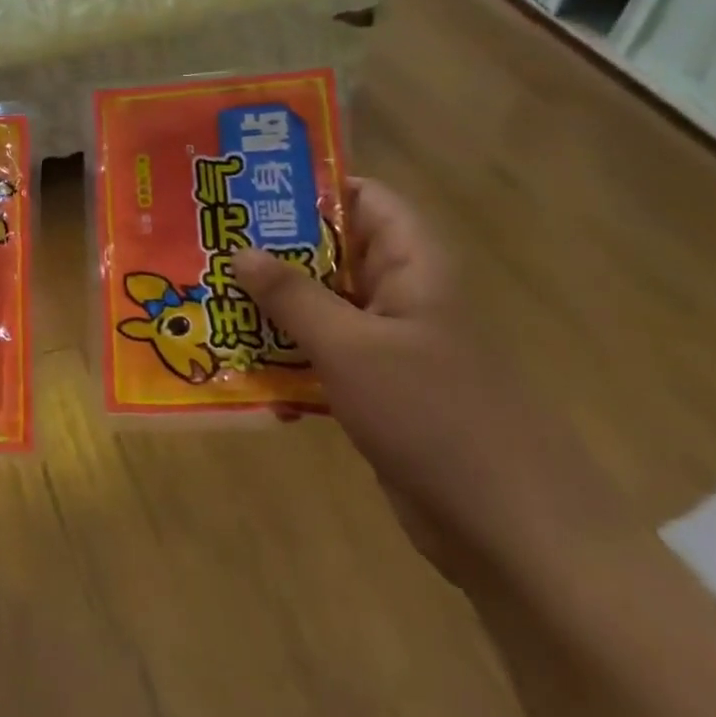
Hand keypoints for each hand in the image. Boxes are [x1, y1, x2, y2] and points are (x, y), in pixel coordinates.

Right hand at [233, 181, 634, 587]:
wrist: (508, 530)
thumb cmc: (433, 416)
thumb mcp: (351, 347)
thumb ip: (293, 296)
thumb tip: (240, 250)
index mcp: (412, 265)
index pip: (363, 198)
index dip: (309, 186)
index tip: (246, 186)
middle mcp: (400, 293)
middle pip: (331, 250)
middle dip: (272, 248)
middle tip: (207, 239)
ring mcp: (387, 343)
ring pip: (321, 303)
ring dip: (272, 302)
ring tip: (207, 289)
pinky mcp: (374, 387)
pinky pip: (321, 351)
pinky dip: (284, 349)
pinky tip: (234, 354)